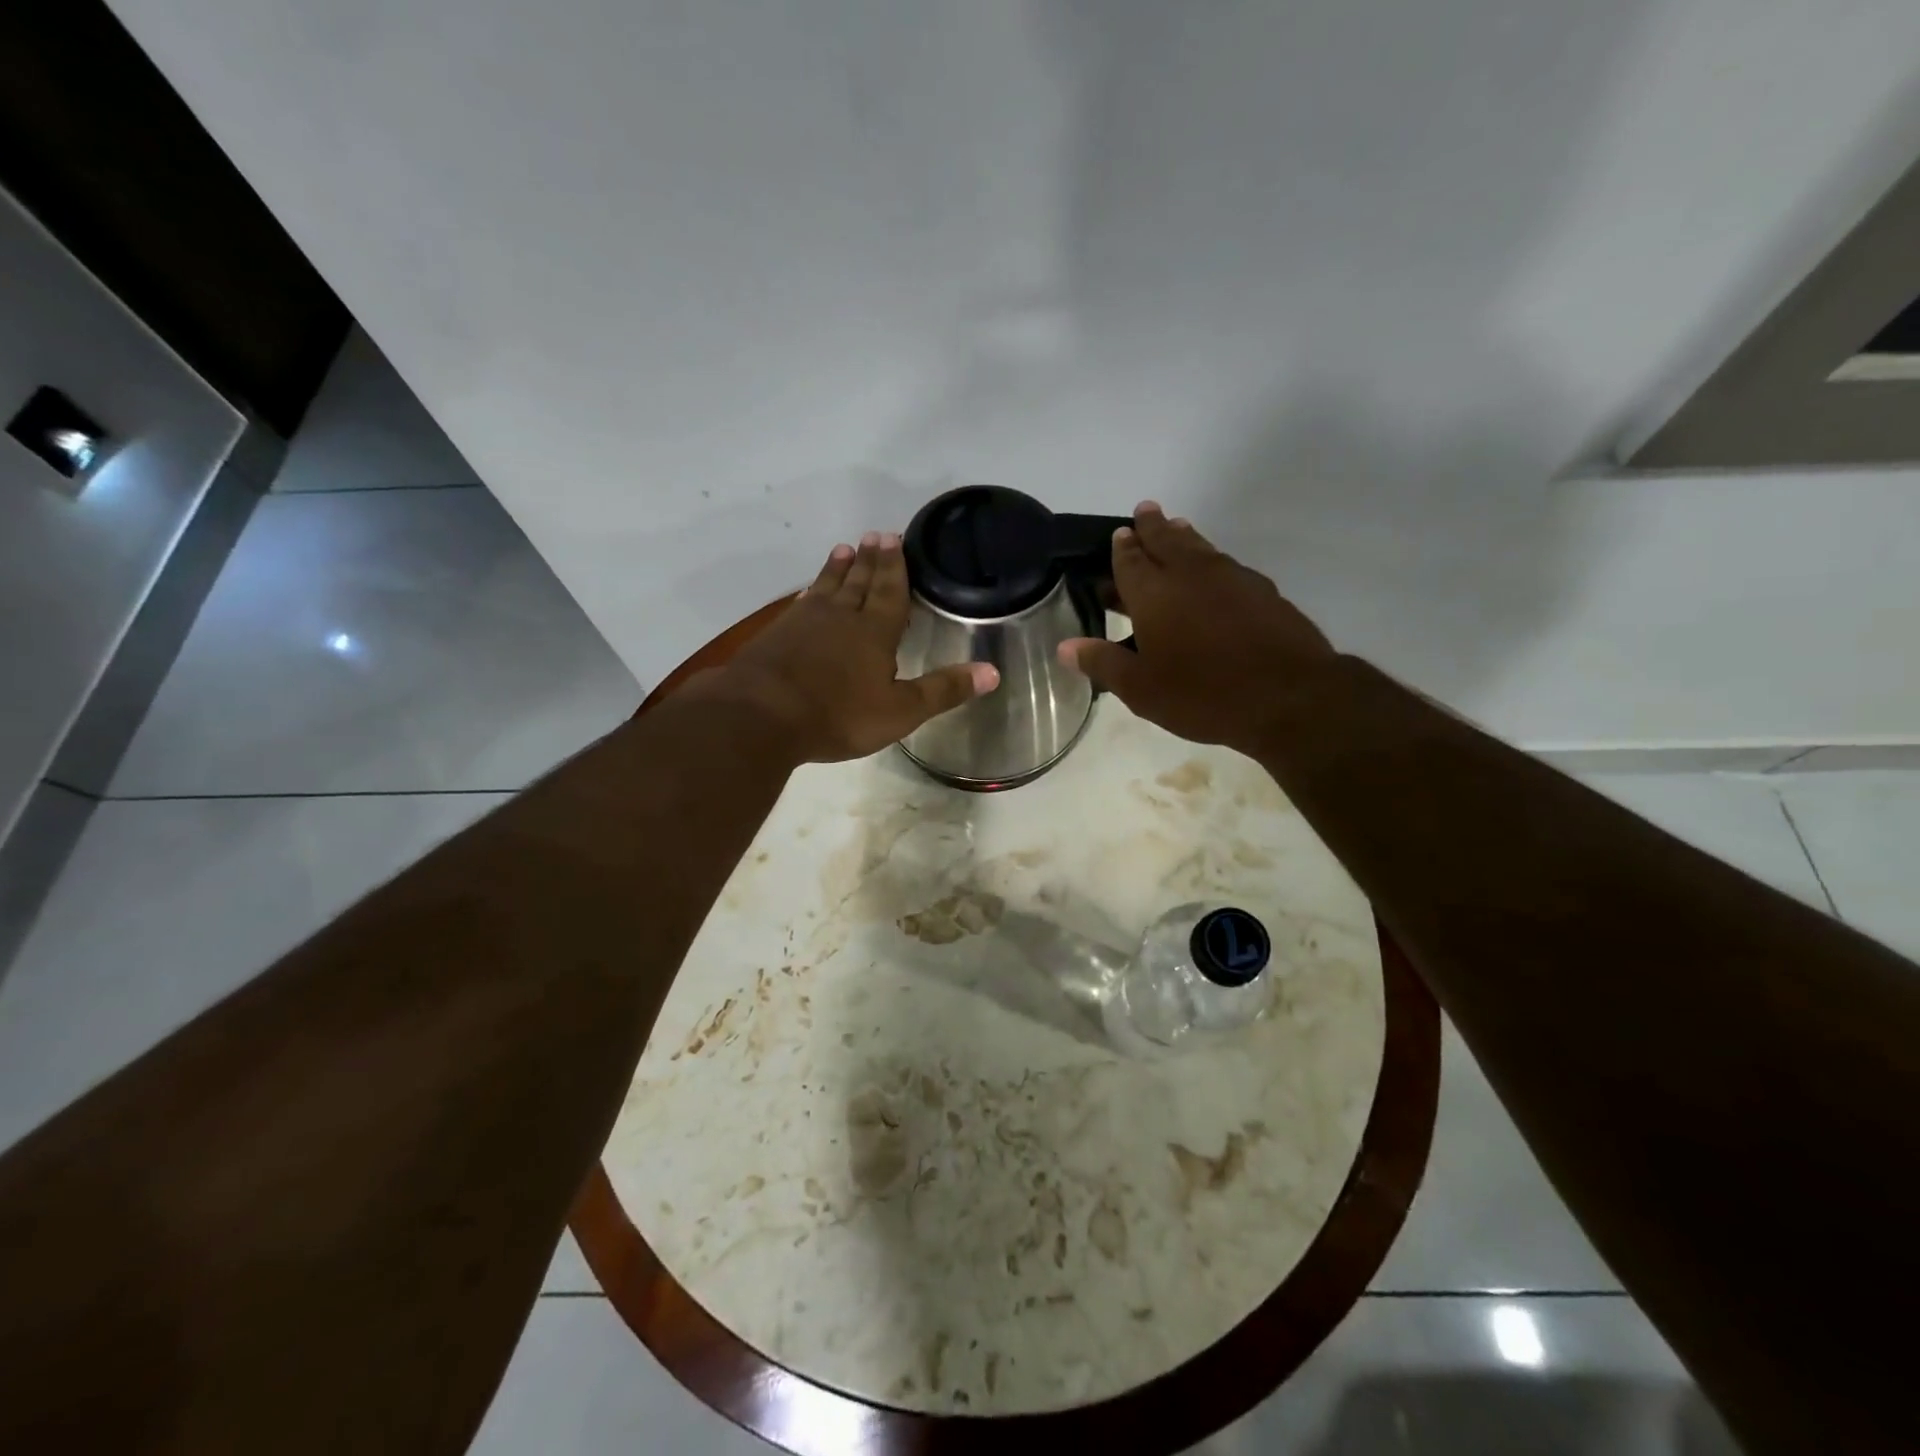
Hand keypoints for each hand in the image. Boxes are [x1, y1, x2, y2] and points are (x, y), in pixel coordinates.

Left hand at [690, 532, 999, 763]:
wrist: (761, 716)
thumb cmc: (838, 715)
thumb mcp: (900, 711)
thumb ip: (944, 690)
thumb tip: (993, 672)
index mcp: (875, 632)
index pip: (890, 591)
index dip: (895, 567)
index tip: (895, 538)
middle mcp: (841, 617)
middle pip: (859, 581)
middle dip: (870, 560)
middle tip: (875, 535)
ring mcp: (804, 623)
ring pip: (827, 587)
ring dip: (838, 568)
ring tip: (845, 549)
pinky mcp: (777, 635)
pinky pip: (801, 603)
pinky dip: (810, 592)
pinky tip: (808, 592)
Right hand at [1057, 503, 1336, 755]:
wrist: (1288, 696)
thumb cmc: (1202, 694)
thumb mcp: (1141, 689)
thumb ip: (1103, 662)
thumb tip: (1065, 646)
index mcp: (1154, 594)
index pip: (1130, 560)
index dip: (1121, 547)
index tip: (1118, 533)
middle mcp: (1190, 574)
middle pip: (1166, 539)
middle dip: (1151, 526)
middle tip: (1144, 510)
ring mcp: (1231, 577)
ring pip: (1200, 546)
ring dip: (1183, 535)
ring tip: (1175, 528)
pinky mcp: (1262, 590)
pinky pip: (1226, 564)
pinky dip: (1211, 559)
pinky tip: (1214, 572)